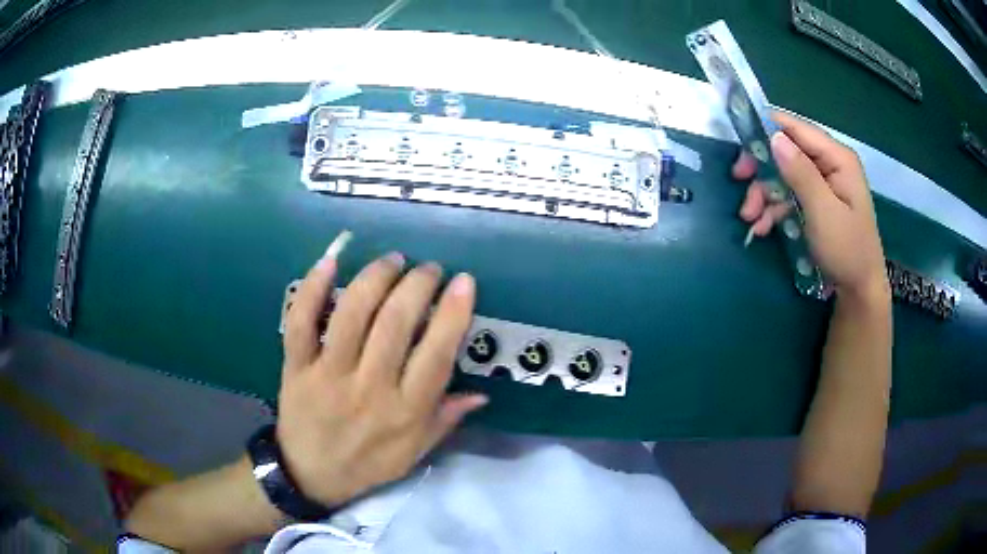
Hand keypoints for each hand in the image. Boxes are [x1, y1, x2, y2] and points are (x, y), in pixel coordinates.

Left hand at [276, 234, 486, 507]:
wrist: (309, 474)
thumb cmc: (369, 463)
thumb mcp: (415, 452)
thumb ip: (446, 419)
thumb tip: (482, 393)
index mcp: (405, 412)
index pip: (436, 355)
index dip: (453, 313)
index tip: (463, 282)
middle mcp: (369, 389)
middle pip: (395, 324)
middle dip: (416, 284)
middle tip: (427, 269)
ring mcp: (328, 375)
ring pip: (351, 314)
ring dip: (375, 278)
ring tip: (392, 260)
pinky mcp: (296, 367)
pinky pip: (301, 322)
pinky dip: (313, 288)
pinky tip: (331, 261)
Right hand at [732, 111, 889, 300]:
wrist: (859, 291)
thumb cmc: (847, 250)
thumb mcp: (823, 212)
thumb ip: (801, 173)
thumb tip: (774, 137)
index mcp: (837, 158)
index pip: (797, 129)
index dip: (767, 131)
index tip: (741, 147)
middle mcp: (830, 164)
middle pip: (787, 151)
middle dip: (763, 169)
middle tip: (740, 182)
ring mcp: (823, 184)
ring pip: (784, 175)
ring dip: (764, 194)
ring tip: (750, 219)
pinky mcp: (816, 203)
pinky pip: (789, 196)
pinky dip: (773, 209)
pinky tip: (761, 227)